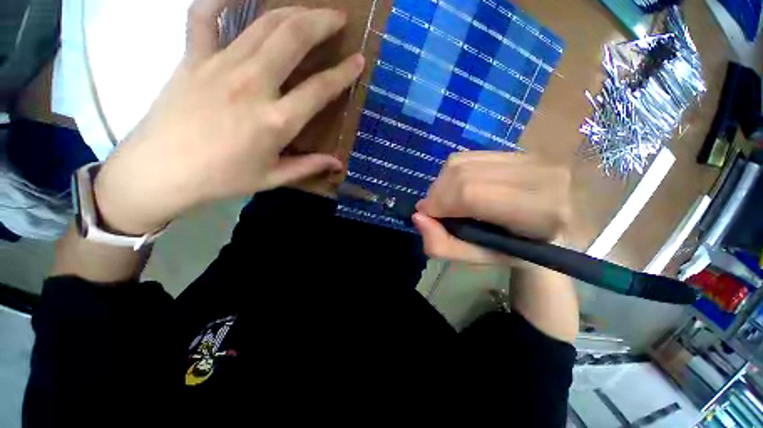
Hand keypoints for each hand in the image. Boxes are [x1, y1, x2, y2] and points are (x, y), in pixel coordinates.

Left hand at [94, 0, 364, 234]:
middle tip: (337, 17)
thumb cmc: (222, 179)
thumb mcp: (272, 178)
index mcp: (276, 121)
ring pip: (262, 24)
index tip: (358, 60)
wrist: (160, 172)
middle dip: (320, 22)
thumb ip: (308, 166)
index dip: (344, 73)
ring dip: (290, 11)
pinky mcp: (192, 58)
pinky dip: (220, 0)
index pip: (320, 89)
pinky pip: (204, 17)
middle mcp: (253, 86)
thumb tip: (338, 163)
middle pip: (292, 39)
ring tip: (308, 9)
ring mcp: (220, 66)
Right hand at [413, 152, 570, 265]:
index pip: (470, 194)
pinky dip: (451, 174)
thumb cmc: (517, 251)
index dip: (440, 203)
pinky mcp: (516, 151)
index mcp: (538, 211)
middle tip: (432, 210)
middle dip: (436, 194)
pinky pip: (468, 156)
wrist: (557, 231)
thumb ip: (444, 245)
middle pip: (462, 174)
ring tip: (443, 201)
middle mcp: (538, 175)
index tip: (427, 216)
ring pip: (462, 162)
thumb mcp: (479, 259)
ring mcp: (529, 157)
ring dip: (441, 183)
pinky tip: (455, 188)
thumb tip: (417, 217)